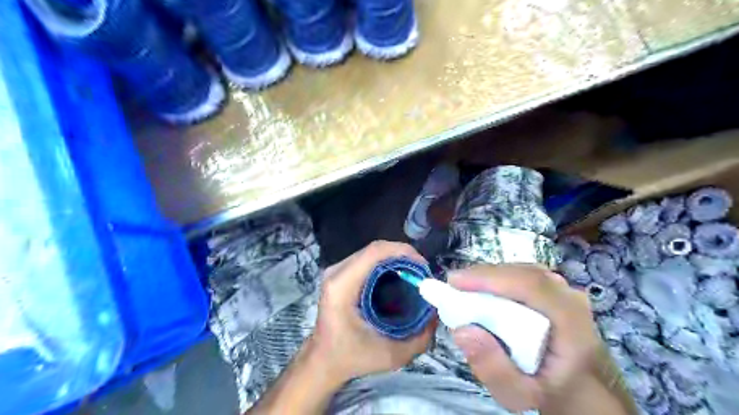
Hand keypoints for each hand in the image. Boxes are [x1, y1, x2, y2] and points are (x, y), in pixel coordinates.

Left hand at [303, 242, 434, 383]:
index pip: (375, 253)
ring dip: (395, 259)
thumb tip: (437, 314)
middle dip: (403, 255)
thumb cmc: (351, 358)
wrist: (323, 361)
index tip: (423, 267)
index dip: (402, 252)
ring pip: (372, 253)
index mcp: (342, 286)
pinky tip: (398, 277)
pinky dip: (386, 264)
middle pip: (374, 249)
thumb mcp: (390, 355)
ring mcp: (336, 271)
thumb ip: (419, 338)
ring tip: (413, 274)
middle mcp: (336, 272)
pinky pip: (367, 260)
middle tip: (422, 273)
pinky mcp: (340, 274)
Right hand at [447, 264, 602, 412]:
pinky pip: (524, 275)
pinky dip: (500, 279)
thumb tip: (461, 330)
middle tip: (454, 286)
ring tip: (465, 289)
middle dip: (484, 276)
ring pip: (522, 270)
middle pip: (523, 273)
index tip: (455, 281)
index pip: (530, 285)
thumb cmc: (550, 391)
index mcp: (570, 322)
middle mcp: (570, 297)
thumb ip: (492, 367)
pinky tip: (485, 291)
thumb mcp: (519, 394)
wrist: (581, 389)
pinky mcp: (555, 289)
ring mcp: (565, 290)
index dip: (490, 277)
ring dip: (490, 276)